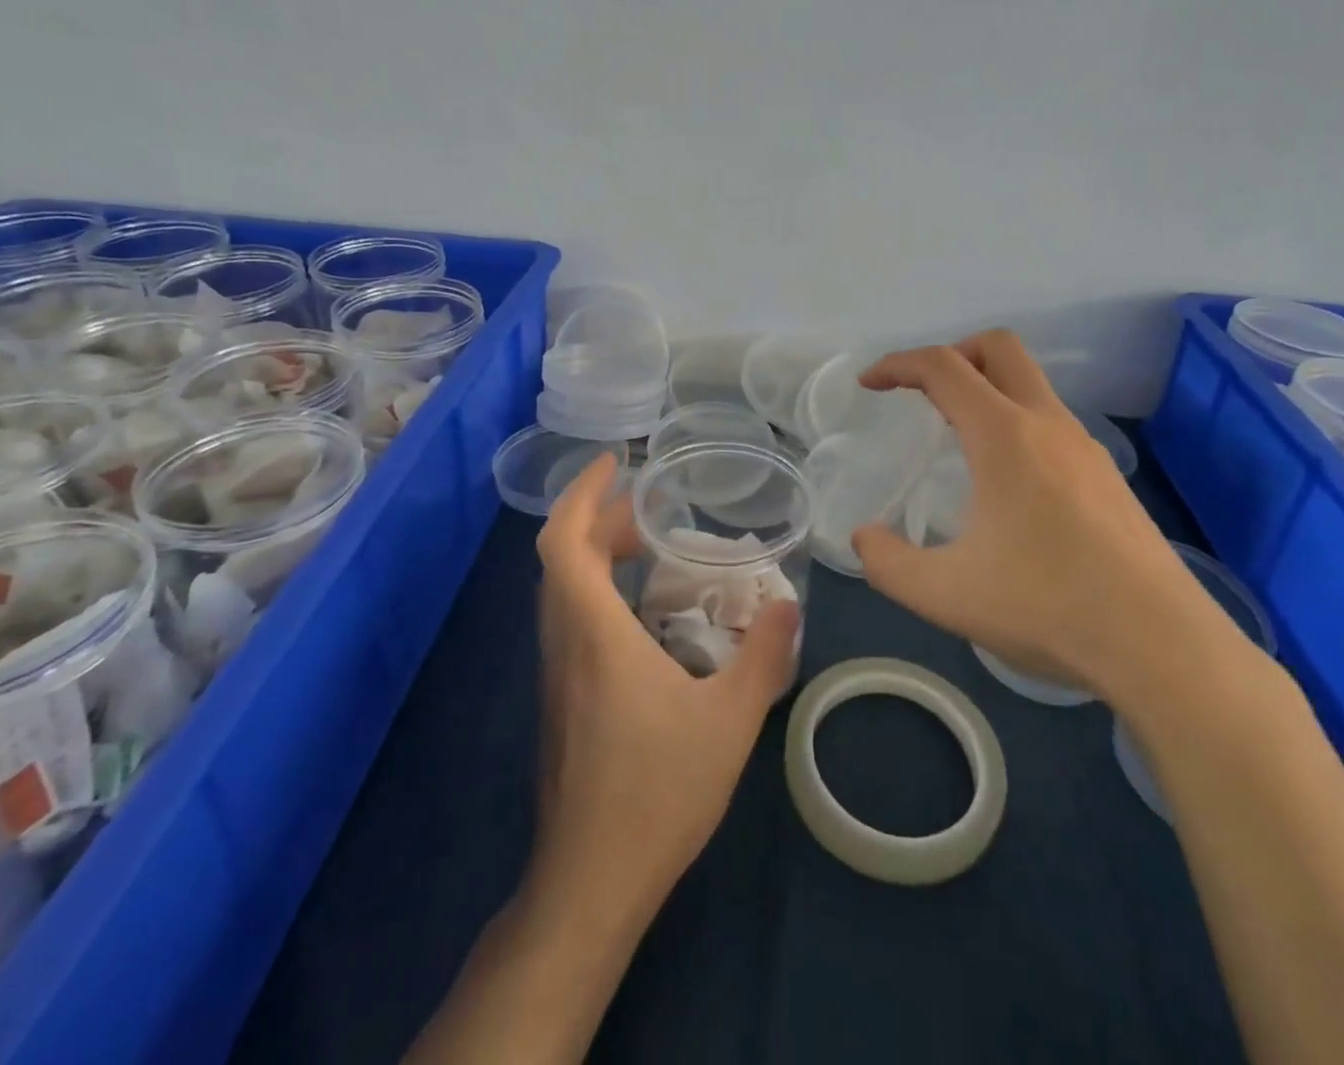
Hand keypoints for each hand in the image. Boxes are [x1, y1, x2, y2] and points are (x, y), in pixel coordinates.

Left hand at [531, 454, 800, 910]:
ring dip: (596, 554)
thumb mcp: (730, 719)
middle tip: (652, 507)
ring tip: (650, 547)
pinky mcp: (560, 699)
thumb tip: (787, 607)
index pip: (564, 541)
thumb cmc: (657, 791)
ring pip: (561, 589)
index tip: (614, 463)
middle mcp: (564, 642)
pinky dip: (597, 590)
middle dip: (600, 519)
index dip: (582, 493)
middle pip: (560, 557)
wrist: (591, 881)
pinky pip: (570, 620)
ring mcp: (556, 673)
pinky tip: (644, 614)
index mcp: (594, 632)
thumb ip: (763, 656)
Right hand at [851, 330, 1257, 714]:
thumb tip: (865, 539)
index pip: (943, 367)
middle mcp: (1049, 425)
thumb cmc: (1047, 607)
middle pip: (999, 348)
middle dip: (951, 354)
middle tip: (920, 395)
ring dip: (987, 391)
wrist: (1163, 647)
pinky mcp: (1109, 479)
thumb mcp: (945, 594)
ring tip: (957, 443)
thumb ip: (888, 564)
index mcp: (1005, 436)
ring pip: (1031, 385)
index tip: (869, 384)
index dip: (898, 364)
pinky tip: (1008, 486)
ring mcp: (1086, 450)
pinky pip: (1052, 424)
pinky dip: (1016, 424)